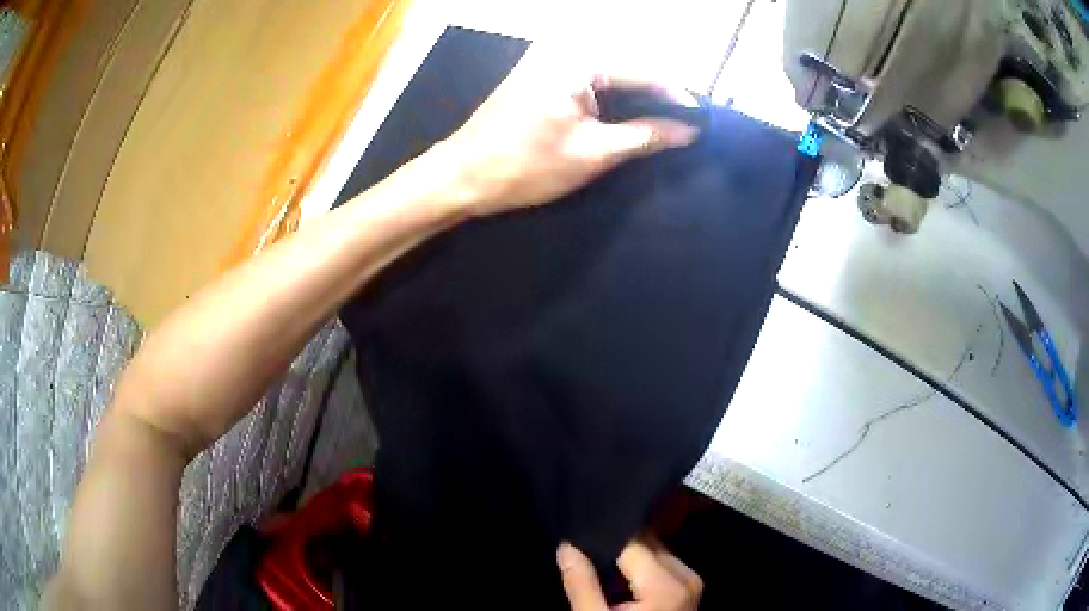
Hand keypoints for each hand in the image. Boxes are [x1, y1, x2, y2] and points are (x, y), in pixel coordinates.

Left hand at [435, 47, 698, 216]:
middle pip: (628, 67)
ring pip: (611, 73)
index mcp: (577, 60)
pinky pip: (590, 78)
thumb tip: (689, 131)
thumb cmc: (526, 165)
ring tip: (667, 119)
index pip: (643, 71)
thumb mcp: (594, 152)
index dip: (677, 95)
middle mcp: (563, 48)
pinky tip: (631, 112)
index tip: (704, 118)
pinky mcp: (540, 72)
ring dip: (638, 96)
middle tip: (688, 121)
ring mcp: (549, 58)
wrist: (462, 176)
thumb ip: (646, 136)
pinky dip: (613, 96)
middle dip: (659, 94)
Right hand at [557, 539, 702, 609]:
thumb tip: (566, 547)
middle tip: (584, 554)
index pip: (632, 542)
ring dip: (629, 558)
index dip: (602, 538)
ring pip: (655, 551)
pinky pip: (663, 565)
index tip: (577, 538)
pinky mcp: (689, 589)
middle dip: (616, 547)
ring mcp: (691, 582)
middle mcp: (686, 576)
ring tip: (600, 569)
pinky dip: (641, 568)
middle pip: (647, 544)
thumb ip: (581, 584)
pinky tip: (620, 582)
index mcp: (665, 585)